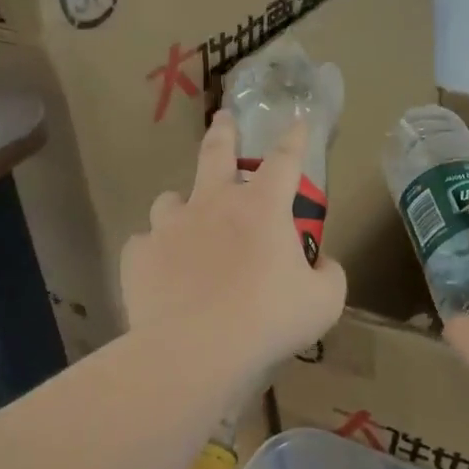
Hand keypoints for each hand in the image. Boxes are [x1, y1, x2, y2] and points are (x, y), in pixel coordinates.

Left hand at [121, 111, 346, 377]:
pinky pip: (146, 244)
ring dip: (182, 203)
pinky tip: (163, 271)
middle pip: (216, 153)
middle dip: (224, 131)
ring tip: (185, 217)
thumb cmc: (269, 320)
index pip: (285, 159)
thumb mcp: (324, 301)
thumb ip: (329, 274)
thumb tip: (321, 262)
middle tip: (224, 119)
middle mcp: (213, 204)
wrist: (196, 350)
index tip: (296, 120)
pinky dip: (157, 252)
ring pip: (171, 199)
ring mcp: (170, 227)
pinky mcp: (139, 255)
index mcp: (262, 208)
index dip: (294, 138)